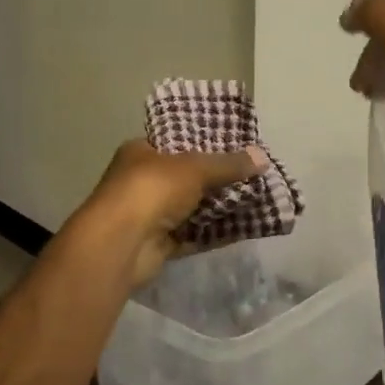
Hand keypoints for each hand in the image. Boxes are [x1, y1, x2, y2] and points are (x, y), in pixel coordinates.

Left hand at [68, 139, 266, 288]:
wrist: (121, 244)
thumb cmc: (151, 189)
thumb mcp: (194, 168)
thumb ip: (228, 164)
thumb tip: (263, 157)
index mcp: (142, 151)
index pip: (176, 140)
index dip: (206, 141)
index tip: (237, 144)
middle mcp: (143, 180)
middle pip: (188, 176)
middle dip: (219, 177)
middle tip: (253, 173)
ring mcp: (150, 214)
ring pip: (193, 206)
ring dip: (220, 205)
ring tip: (257, 198)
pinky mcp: (159, 244)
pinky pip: (194, 235)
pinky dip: (216, 232)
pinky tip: (245, 226)